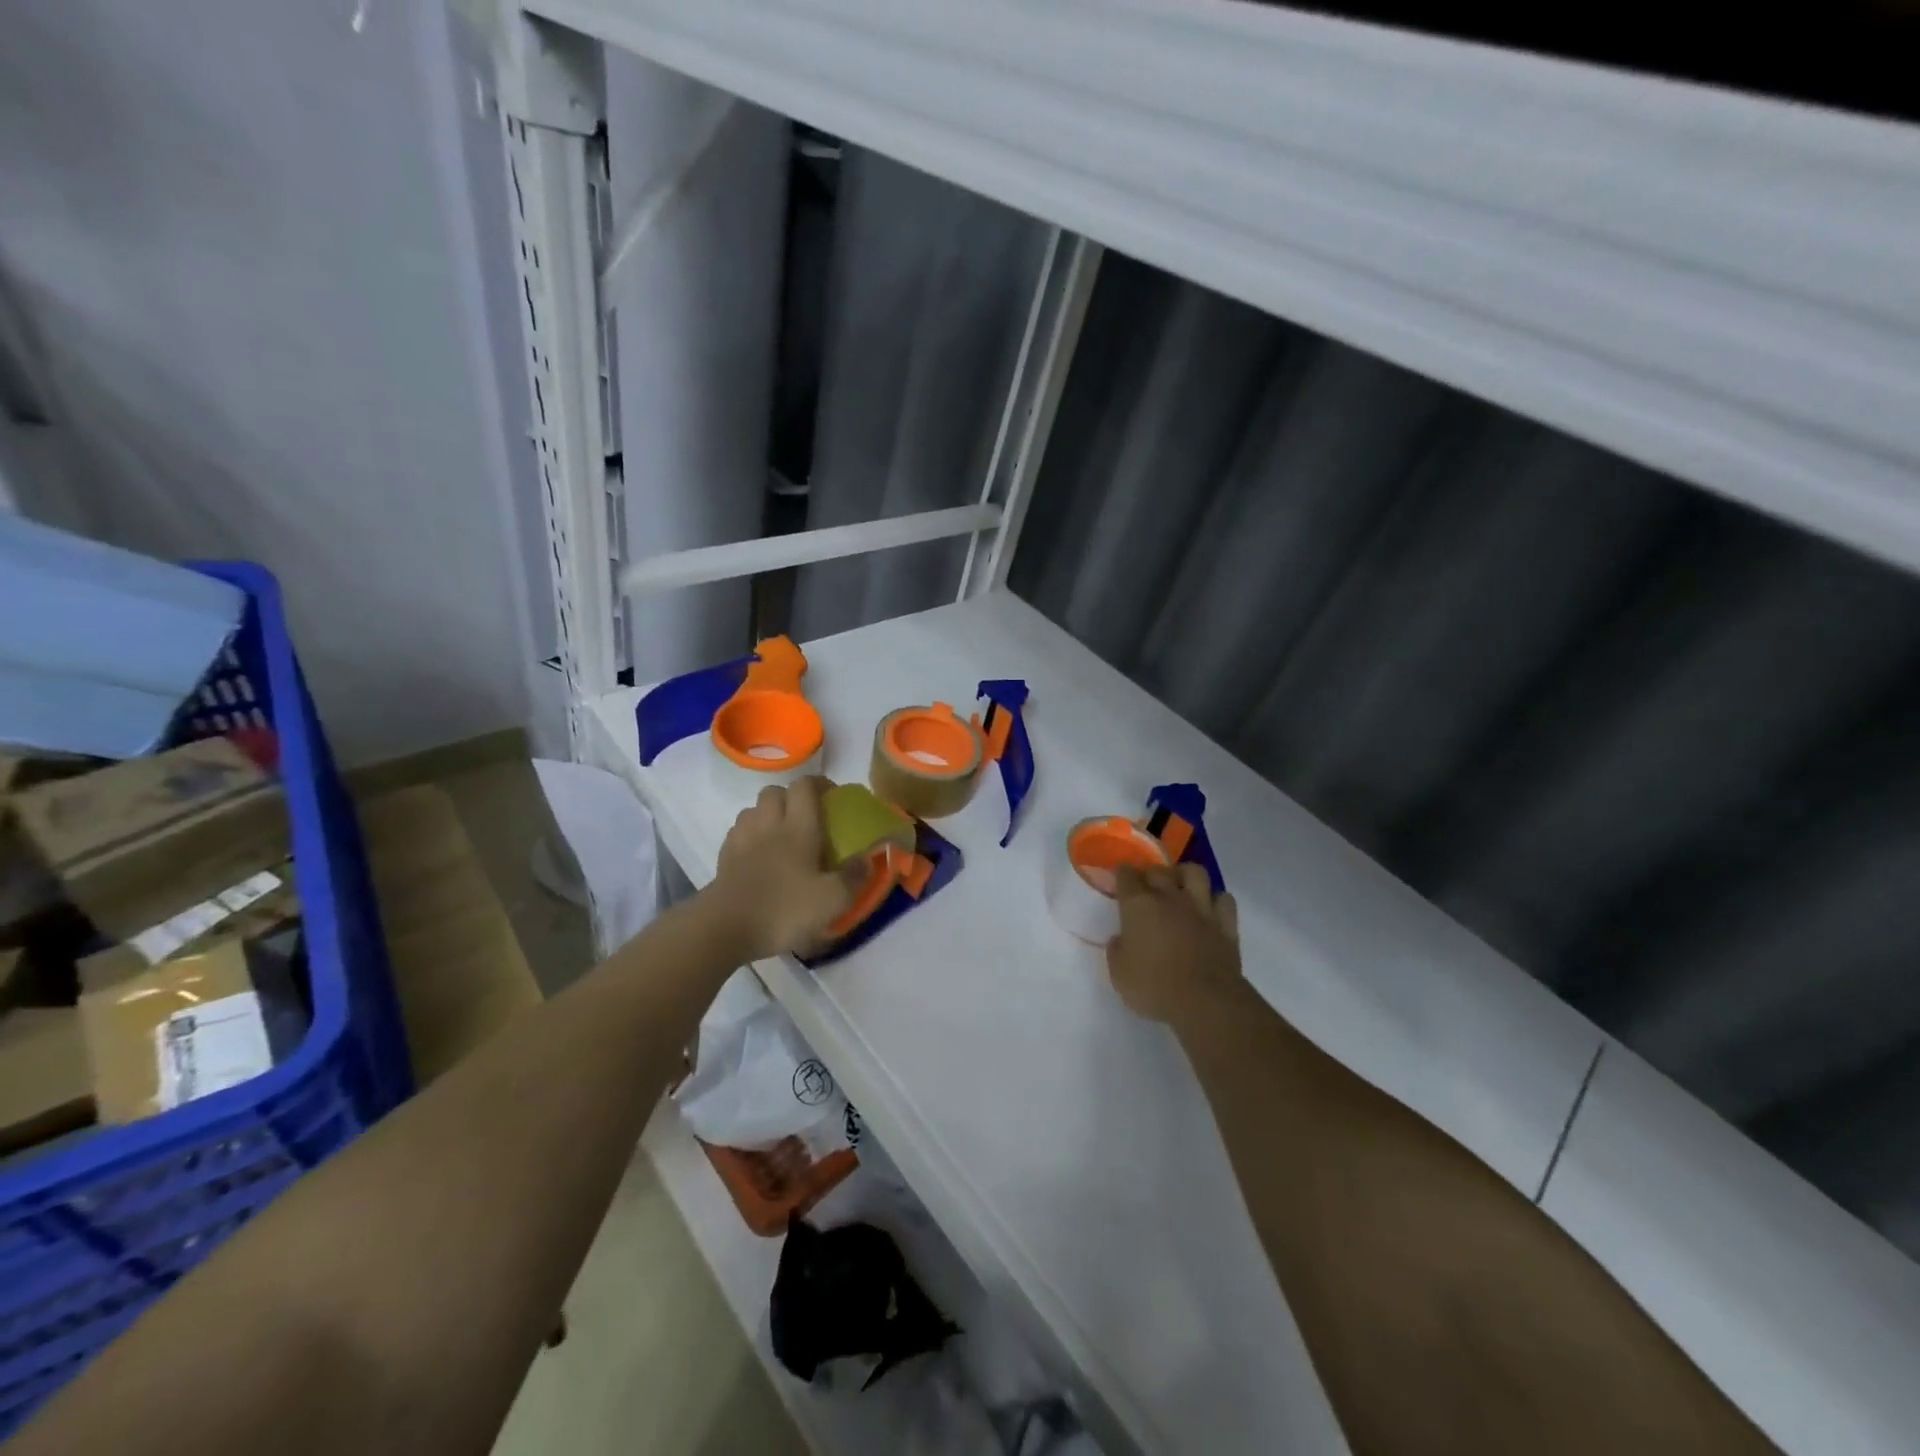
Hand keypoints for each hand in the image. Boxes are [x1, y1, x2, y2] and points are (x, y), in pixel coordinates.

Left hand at [705, 777, 856, 960]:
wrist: (724, 928)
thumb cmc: (783, 909)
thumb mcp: (832, 900)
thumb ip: (854, 877)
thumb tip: (867, 859)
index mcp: (798, 827)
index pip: (805, 786)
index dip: (819, 784)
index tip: (833, 797)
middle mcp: (769, 824)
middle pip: (776, 791)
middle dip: (792, 797)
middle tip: (807, 817)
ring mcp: (742, 839)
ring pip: (754, 809)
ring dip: (768, 813)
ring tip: (781, 833)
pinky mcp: (724, 857)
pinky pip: (738, 831)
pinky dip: (750, 834)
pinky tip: (758, 854)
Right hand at [1105, 862, 1240, 1024]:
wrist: (1205, 1002)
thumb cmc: (1154, 987)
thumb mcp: (1119, 975)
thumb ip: (1117, 951)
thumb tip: (1120, 939)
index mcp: (1138, 906)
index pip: (1126, 876)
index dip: (1122, 874)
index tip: (1120, 877)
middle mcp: (1169, 898)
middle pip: (1158, 871)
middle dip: (1150, 873)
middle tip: (1146, 886)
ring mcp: (1201, 908)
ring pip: (1195, 873)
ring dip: (1185, 875)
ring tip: (1180, 886)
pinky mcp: (1226, 924)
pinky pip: (1224, 900)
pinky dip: (1215, 900)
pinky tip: (1209, 909)